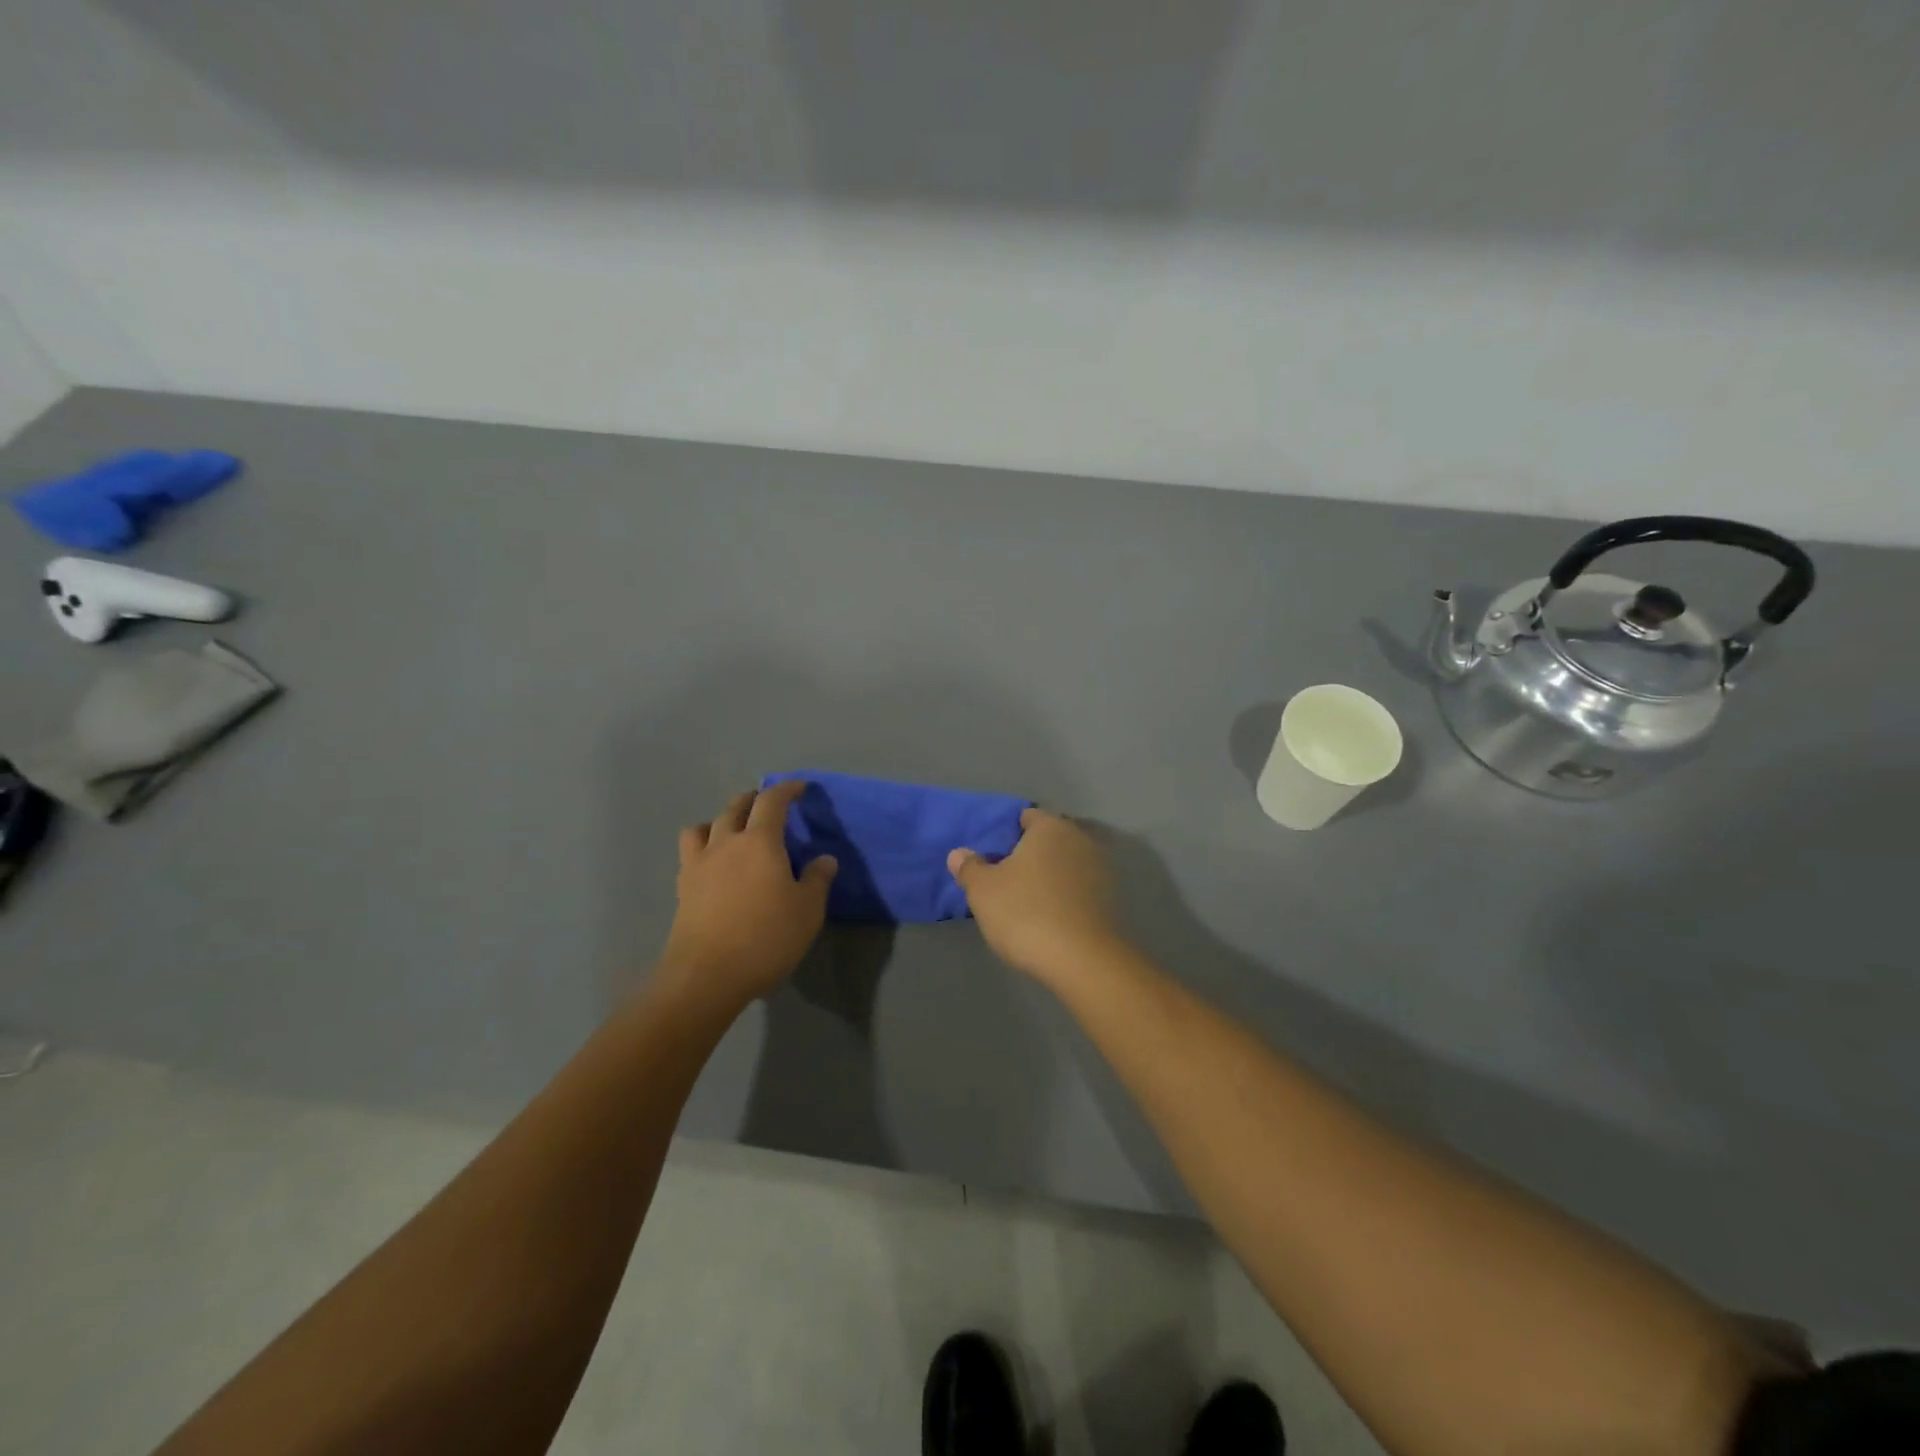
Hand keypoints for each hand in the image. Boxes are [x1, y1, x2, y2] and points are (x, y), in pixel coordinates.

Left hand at [658, 782, 836, 1011]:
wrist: (707, 975)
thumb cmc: (766, 938)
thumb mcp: (807, 911)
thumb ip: (817, 880)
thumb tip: (824, 859)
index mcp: (760, 841)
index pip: (772, 801)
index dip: (786, 789)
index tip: (799, 788)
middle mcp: (726, 843)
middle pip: (736, 806)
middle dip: (754, 799)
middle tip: (768, 804)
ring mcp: (699, 863)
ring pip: (706, 825)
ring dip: (722, 818)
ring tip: (733, 829)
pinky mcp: (683, 886)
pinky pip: (690, 851)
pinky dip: (703, 844)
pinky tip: (712, 861)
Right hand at [947, 809, 1121, 982]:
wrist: (1082, 961)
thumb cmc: (1025, 913)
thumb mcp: (983, 890)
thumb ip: (970, 867)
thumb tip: (959, 853)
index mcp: (1050, 827)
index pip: (1026, 817)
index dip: (1007, 834)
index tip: (992, 858)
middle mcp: (1080, 839)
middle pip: (1049, 839)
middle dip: (1029, 854)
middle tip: (1005, 879)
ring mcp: (1101, 868)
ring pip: (1066, 864)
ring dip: (1050, 876)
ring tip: (1027, 901)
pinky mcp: (1111, 898)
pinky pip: (1080, 888)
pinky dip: (1066, 896)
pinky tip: (1051, 917)